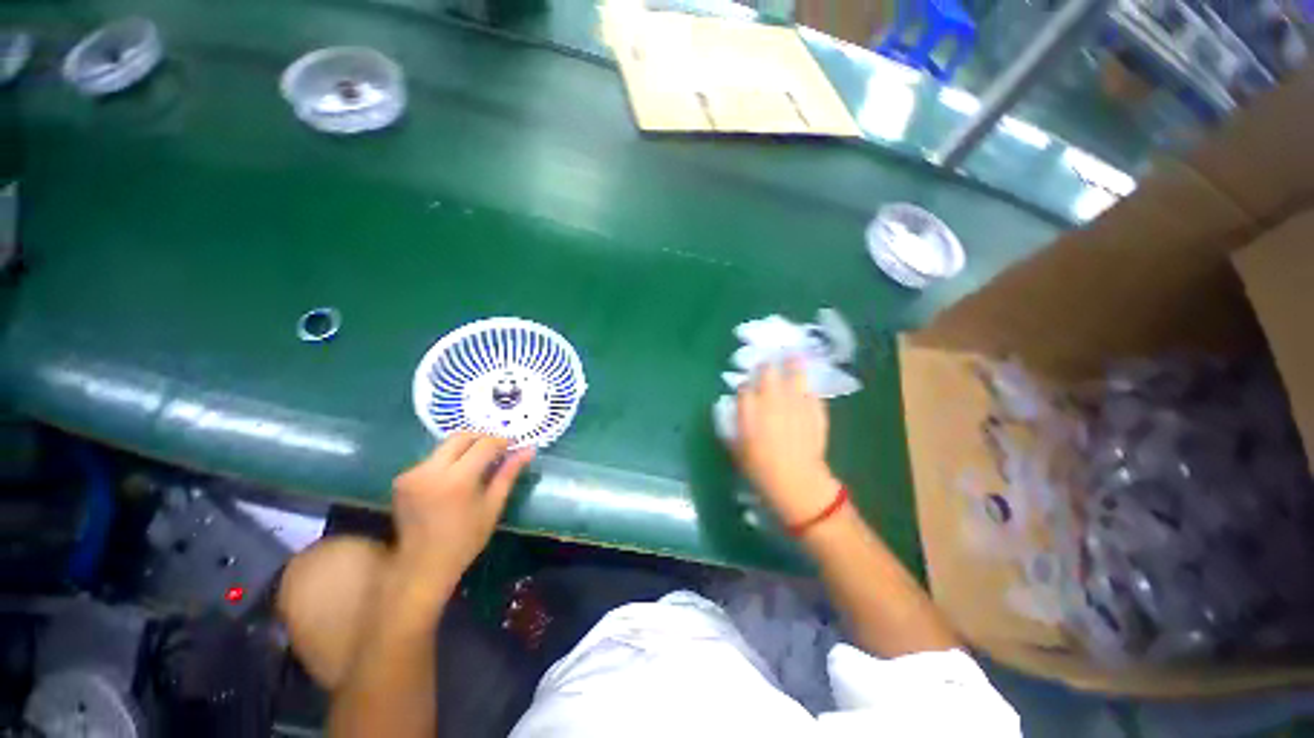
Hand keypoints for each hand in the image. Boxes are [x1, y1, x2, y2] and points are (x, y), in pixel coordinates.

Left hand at [391, 433, 534, 601]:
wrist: (422, 565)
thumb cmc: (465, 539)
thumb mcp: (493, 505)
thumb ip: (509, 473)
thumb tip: (529, 449)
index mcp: (457, 479)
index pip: (484, 444)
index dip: (501, 441)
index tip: (513, 445)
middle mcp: (431, 470)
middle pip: (461, 437)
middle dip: (482, 438)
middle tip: (497, 449)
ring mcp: (412, 474)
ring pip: (445, 446)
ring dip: (465, 449)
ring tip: (478, 463)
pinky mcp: (402, 479)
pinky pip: (432, 459)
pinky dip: (449, 460)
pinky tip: (457, 475)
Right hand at [735, 359, 840, 525]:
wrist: (795, 481)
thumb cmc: (760, 469)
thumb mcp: (737, 449)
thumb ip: (734, 426)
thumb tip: (736, 411)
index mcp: (749, 409)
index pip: (744, 387)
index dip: (745, 386)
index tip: (746, 389)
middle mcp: (771, 399)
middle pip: (767, 372)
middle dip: (766, 367)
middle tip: (767, 366)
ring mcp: (795, 402)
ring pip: (794, 374)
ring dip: (792, 364)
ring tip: (792, 355)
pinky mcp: (814, 409)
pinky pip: (811, 391)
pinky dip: (808, 388)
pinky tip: (807, 387)